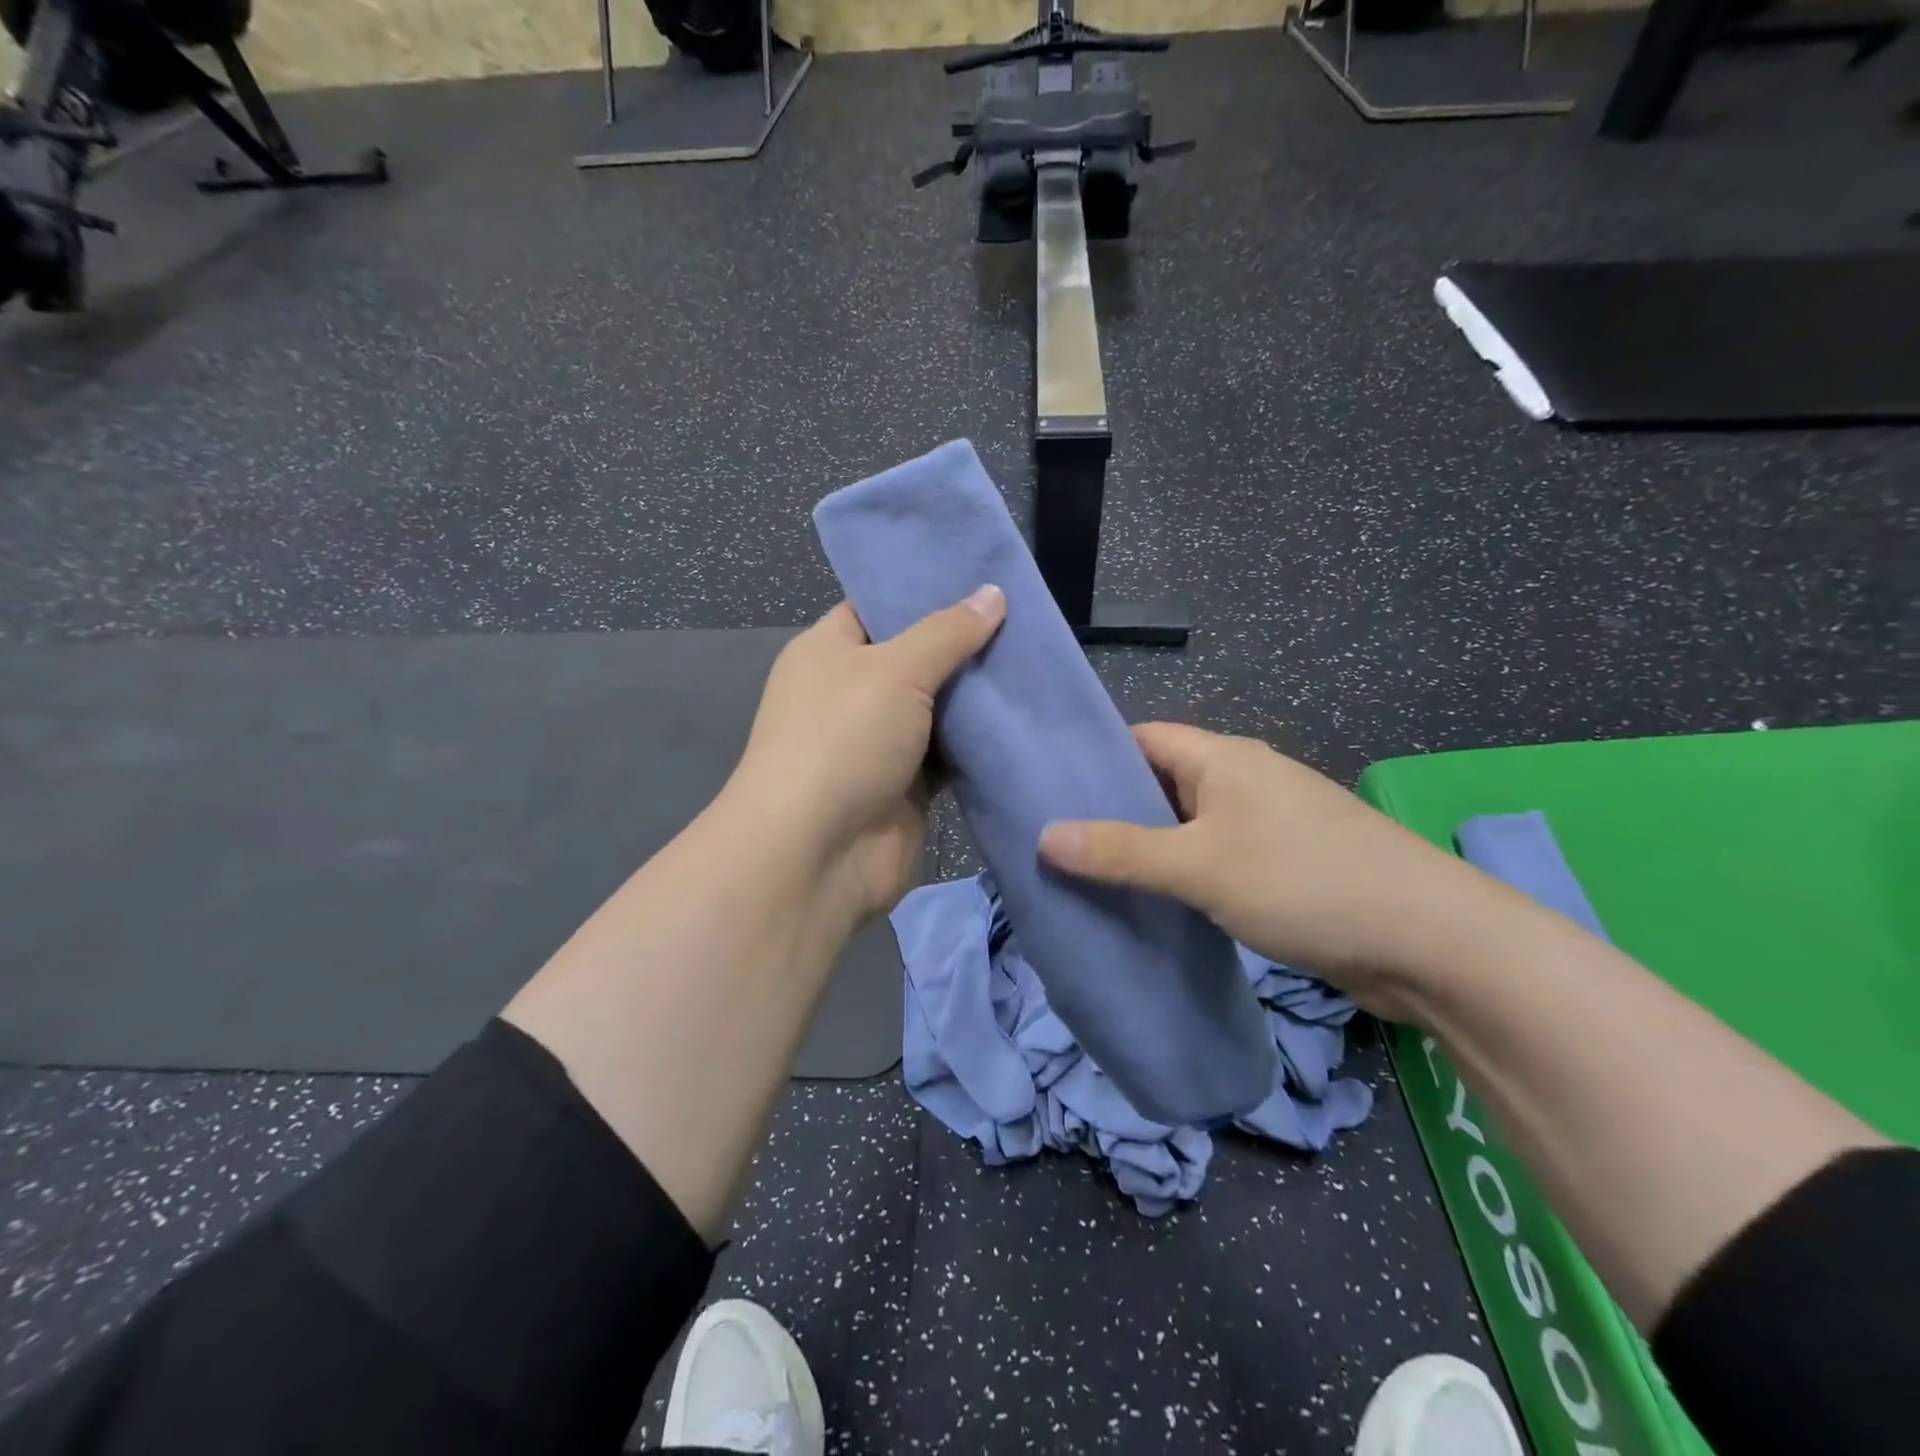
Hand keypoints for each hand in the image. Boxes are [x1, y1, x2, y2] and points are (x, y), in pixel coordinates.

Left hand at [727, 586, 1005, 925]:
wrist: (818, 853)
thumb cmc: (843, 739)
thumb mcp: (894, 669)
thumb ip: (948, 632)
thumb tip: (993, 592)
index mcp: (829, 651)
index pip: (878, 607)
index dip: (925, 591)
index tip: (982, 579)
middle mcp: (852, 693)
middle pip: (916, 658)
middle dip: (965, 644)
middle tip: (1026, 619)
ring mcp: (880, 742)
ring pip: (939, 709)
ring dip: (979, 696)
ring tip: (1037, 660)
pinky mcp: (907, 786)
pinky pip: (951, 754)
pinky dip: (980, 742)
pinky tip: (1025, 716)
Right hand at [1038, 723, 1500, 1017]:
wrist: (1431, 942)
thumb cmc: (1305, 882)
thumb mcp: (1200, 866)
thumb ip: (1121, 852)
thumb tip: (1045, 836)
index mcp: (1223, 758)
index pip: (1141, 739)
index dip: (1093, 758)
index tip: (1045, 790)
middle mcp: (1242, 781)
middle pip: (1159, 784)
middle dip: (1111, 811)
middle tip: (1054, 844)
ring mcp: (1265, 825)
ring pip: (1185, 827)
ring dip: (1145, 850)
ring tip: (1087, 877)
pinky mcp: (1281, 867)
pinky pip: (1212, 859)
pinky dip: (1179, 876)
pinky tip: (1149, 905)